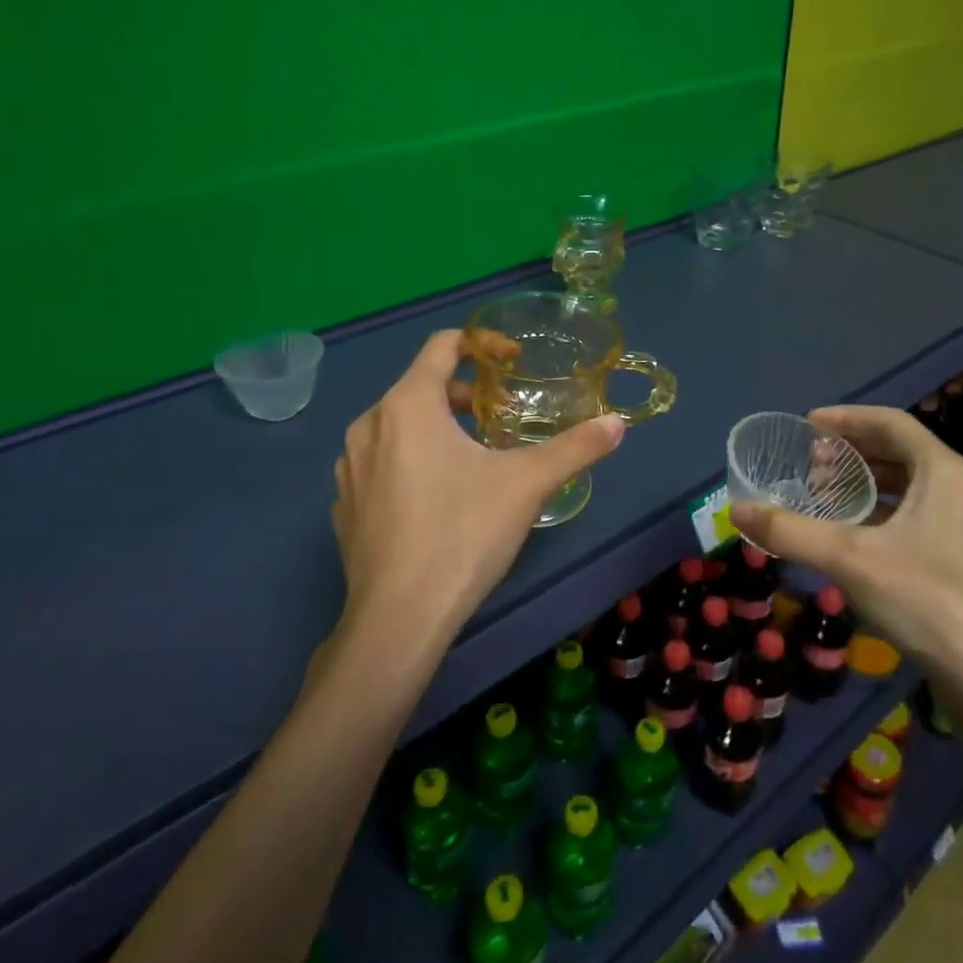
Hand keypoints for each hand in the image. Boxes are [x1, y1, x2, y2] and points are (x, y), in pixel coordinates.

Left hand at [331, 330, 623, 642]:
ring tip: (474, 458)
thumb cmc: (463, 534)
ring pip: (399, 426)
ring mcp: (349, 468)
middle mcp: (369, 425)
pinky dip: (411, 461)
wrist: (398, 619)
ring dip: (438, 427)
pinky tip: (438, 500)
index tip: (512, 360)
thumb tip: (617, 423)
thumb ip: (575, 447)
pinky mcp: (344, 506)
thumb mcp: (528, 484)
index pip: (441, 345)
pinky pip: (381, 463)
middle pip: (420, 386)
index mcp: (407, 406)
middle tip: (500, 417)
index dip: (481, 342)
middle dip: (464, 393)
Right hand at [730, 406, 962, 731]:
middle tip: (807, 465)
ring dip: (862, 485)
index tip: (806, 424)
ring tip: (820, 496)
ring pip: (904, 488)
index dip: (847, 418)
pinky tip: (846, 537)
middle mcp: (957, 490)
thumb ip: (790, 531)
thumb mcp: (850, 559)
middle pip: (898, 452)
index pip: (891, 423)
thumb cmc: (930, 600)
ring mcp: (961, 527)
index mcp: (943, 472)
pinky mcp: (958, 561)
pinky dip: (875, 516)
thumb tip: (736, 510)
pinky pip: (910, 518)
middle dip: (850, 453)